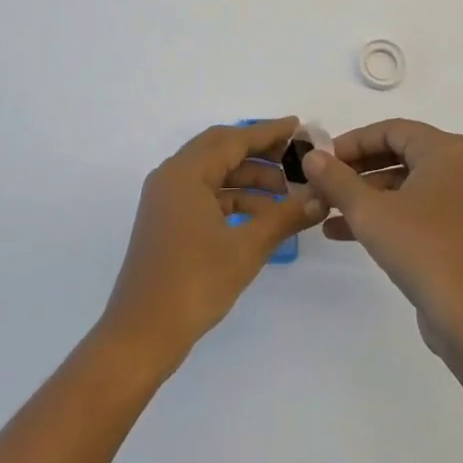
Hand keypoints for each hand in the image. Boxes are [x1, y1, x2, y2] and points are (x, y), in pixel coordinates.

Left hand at [101, 118, 325, 365]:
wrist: (141, 336)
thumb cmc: (193, 283)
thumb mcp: (247, 248)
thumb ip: (285, 217)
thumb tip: (321, 198)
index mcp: (185, 172)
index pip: (234, 139)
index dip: (268, 132)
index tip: (298, 126)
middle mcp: (172, 176)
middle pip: (222, 150)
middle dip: (260, 152)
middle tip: (295, 157)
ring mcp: (166, 199)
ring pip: (214, 174)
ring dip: (249, 179)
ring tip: (287, 194)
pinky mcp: (167, 221)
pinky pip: (205, 195)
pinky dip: (233, 199)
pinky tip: (261, 216)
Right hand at [302, 119, 462, 361]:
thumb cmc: (423, 250)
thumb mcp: (370, 212)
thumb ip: (337, 180)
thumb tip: (311, 156)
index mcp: (446, 150)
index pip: (391, 130)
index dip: (352, 142)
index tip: (320, 159)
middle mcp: (458, 167)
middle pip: (396, 155)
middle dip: (354, 171)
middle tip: (320, 184)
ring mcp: (460, 201)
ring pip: (402, 185)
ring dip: (362, 196)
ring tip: (322, 211)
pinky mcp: (457, 231)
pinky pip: (413, 210)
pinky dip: (381, 216)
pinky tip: (342, 233)